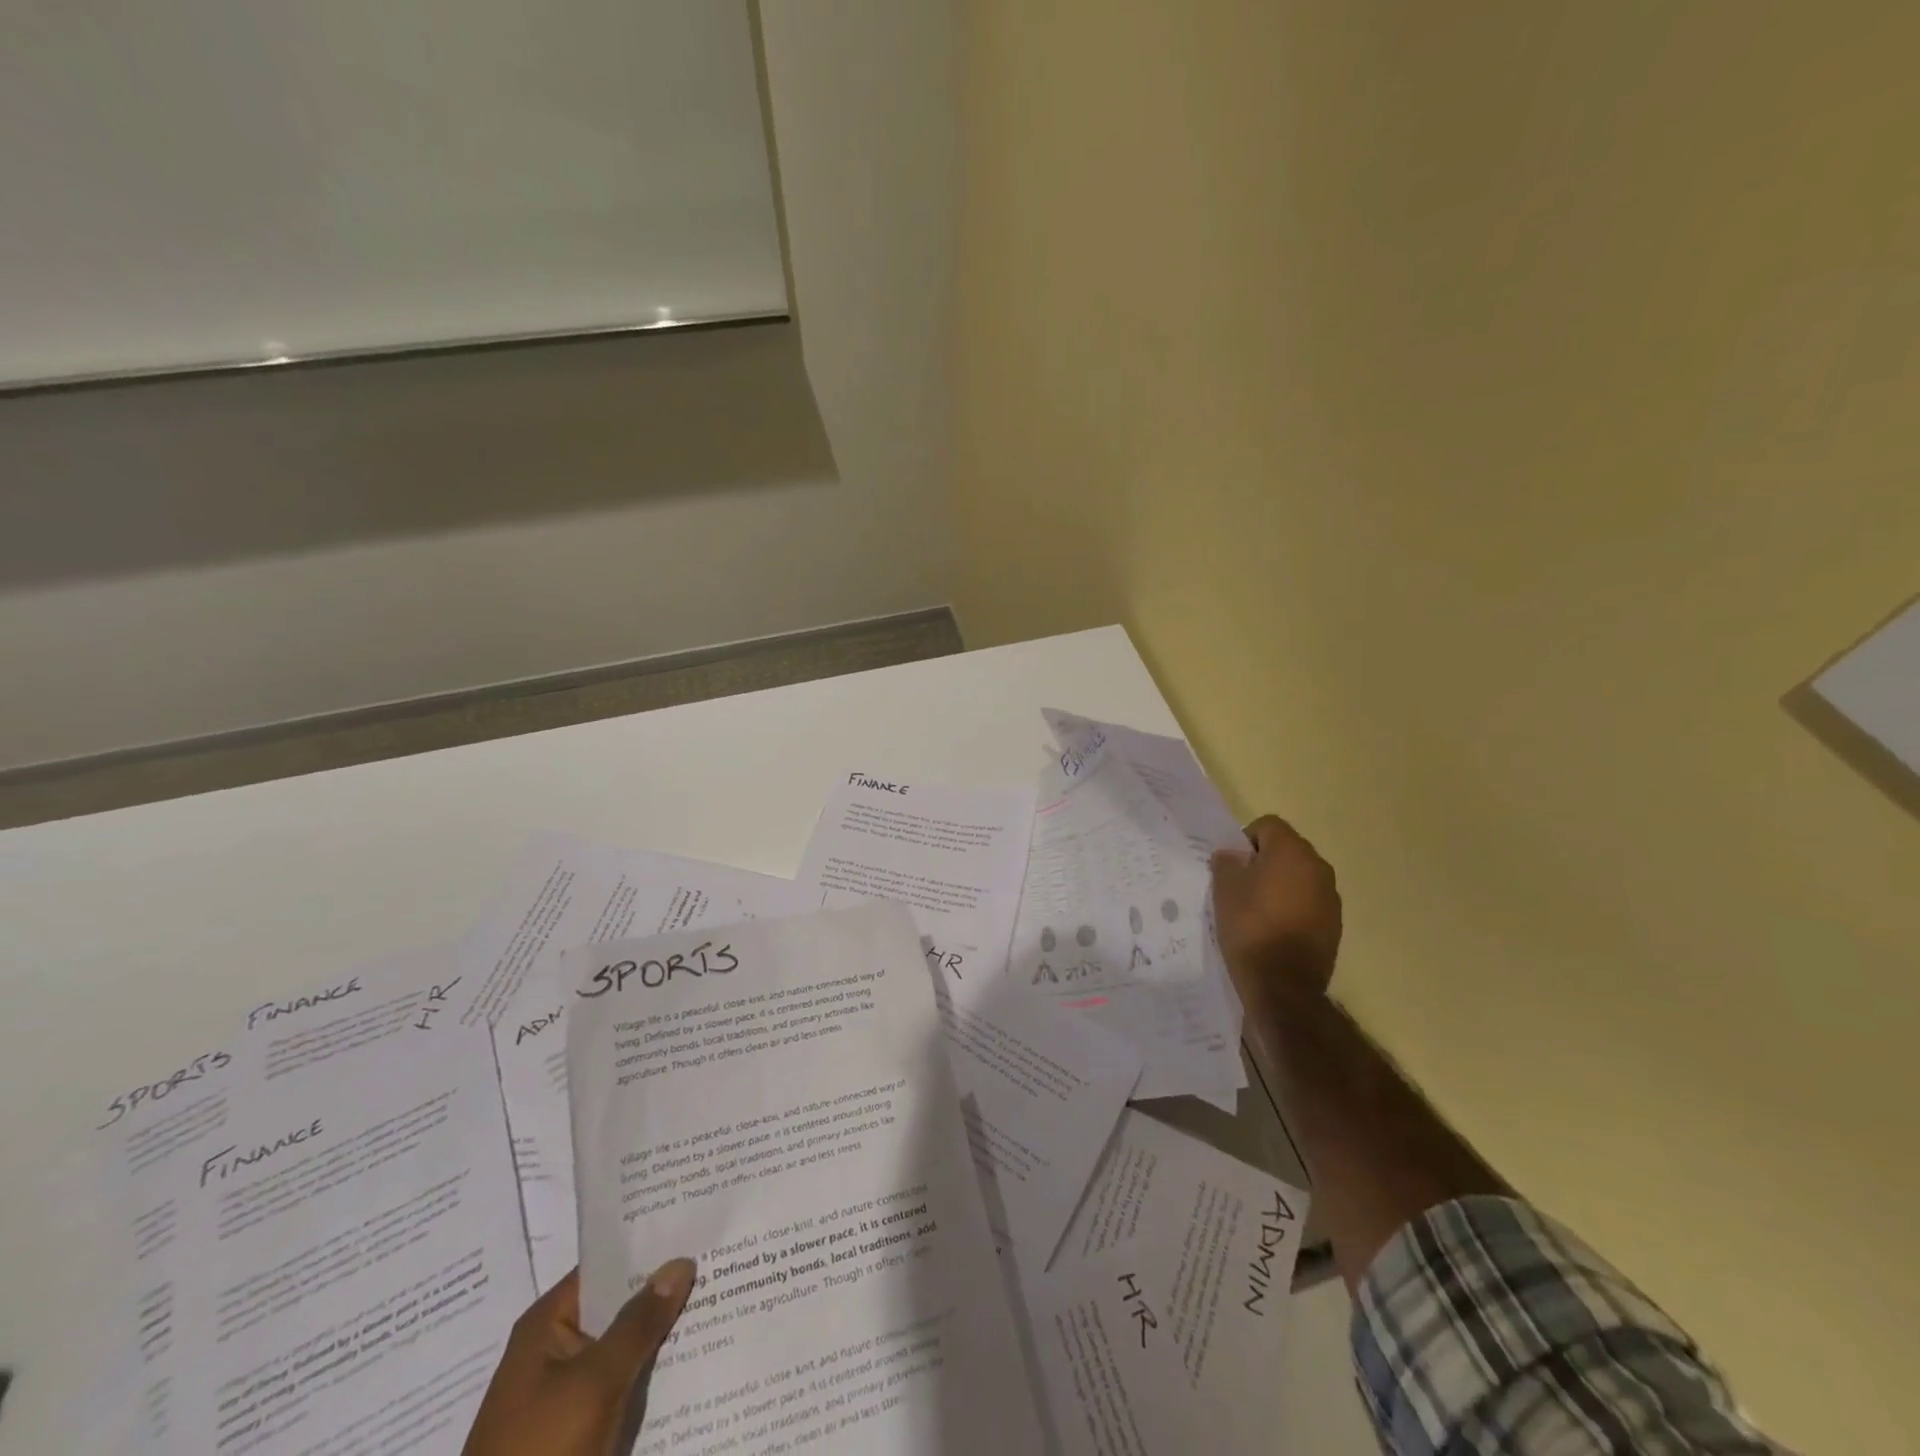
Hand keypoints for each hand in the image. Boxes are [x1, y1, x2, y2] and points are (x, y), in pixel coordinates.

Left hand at [464, 1260, 696, 1455]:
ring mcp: (567, 1389)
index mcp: (546, 1324)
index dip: (648, 1246)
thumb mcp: (595, 1382)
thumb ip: (639, 1322)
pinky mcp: (580, 1425)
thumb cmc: (542, 1450)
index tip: (694, 1226)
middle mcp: (555, 1348)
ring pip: (625, 1346)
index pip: (605, 1265)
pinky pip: (624, 1382)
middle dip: (663, 1289)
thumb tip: (680, 1262)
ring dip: (663, 1332)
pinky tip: (695, 1357)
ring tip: (719, 1299)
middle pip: (618, 1304)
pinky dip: (653, 1371)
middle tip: (719, 1262)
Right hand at [1210, 815, 1341, 1007]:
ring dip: (1280, 884)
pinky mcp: (1335, 923)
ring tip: (1258, 909)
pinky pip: (1309, 901)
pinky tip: (1275, 928)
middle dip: (1264, 861)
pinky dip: (1293, 906)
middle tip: (1241, 885)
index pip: (1268, 825)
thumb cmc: (1250, 928)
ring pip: (1299, 876)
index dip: (1246, 839)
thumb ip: (1227, 863)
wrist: (1283, 985)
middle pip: (1287, 849)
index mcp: (1292, 851)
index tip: (1233, 865)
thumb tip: (1233, 856)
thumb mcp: (1224, 891)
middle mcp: (1318, 867)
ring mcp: (1330, 896)